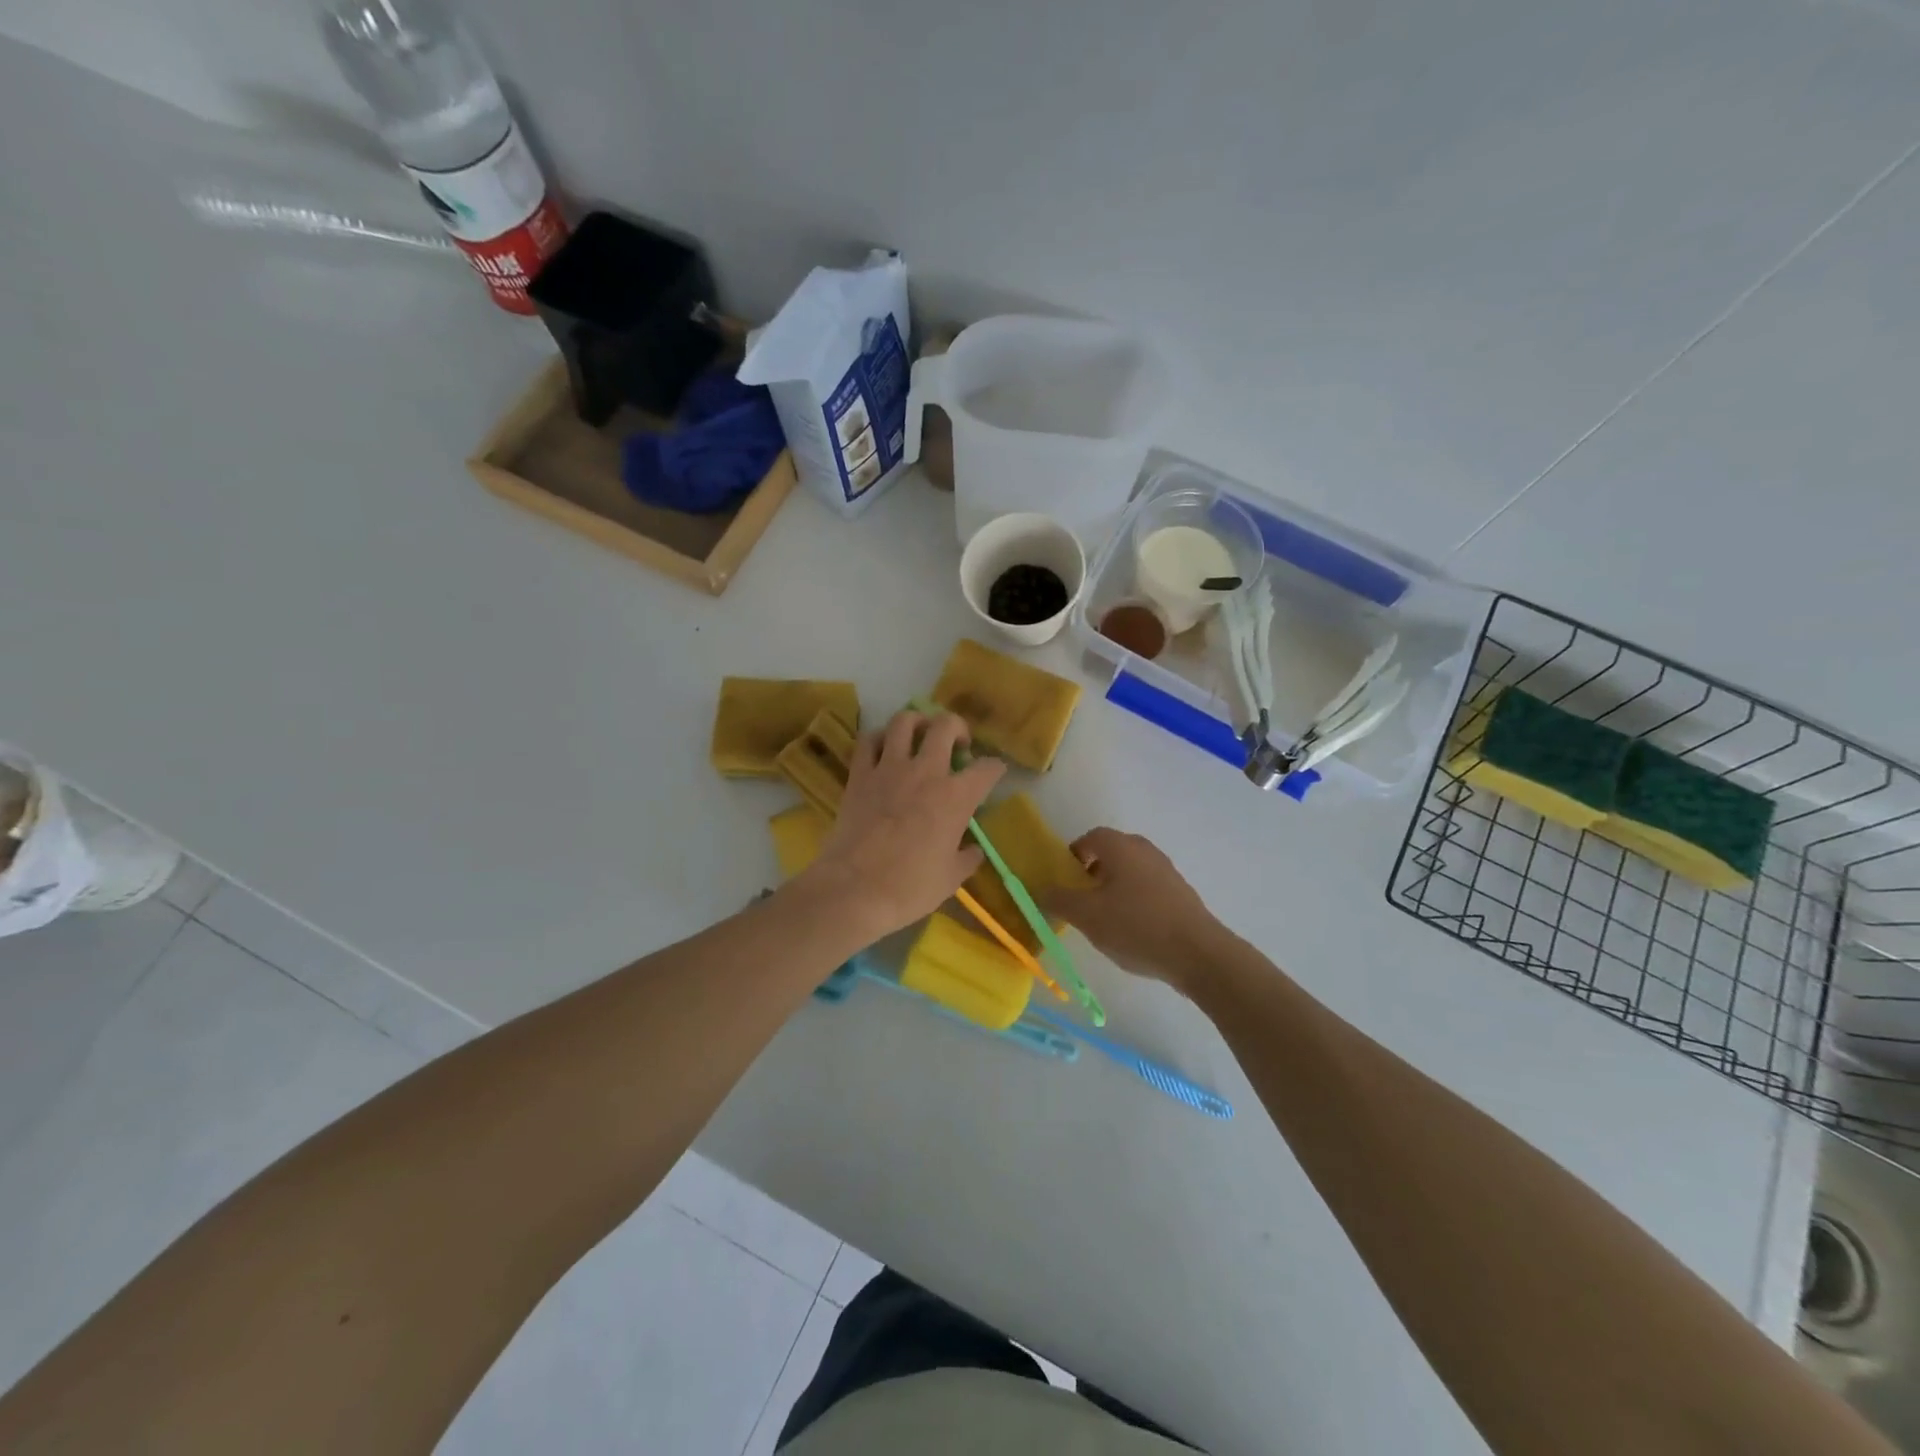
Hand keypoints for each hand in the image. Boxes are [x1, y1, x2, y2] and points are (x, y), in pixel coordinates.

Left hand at [798, 710, 1003, 941]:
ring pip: (905, 721)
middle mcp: (926, 772)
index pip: (987, 768)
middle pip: (945, 725)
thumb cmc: (909, 888)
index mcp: (956, 797)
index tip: (994, 772)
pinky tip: (884, 749)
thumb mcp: (951, 878)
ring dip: (917, 722)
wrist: (855, 890)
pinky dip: (879, 738)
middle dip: (957, 728)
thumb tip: (972, 849)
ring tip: (920, 735)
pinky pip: (869, 741)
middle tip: (957, 744)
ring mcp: (889, 769)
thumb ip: (966, 857)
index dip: (995, 767)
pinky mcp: (859, 775)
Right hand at [1039, 829, 1230, 992]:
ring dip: (1113, 888)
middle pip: (1112, 853)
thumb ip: (1059, 899)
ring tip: (1105, 919)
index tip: (1065, 880)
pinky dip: (1134, 901)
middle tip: (1082, 900)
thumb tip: (1042, 889)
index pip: (1091, 837)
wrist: (1198, 954)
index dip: (1073, 855)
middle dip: (1092, 872)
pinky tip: (1132, 930)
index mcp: (1122, 847)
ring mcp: (1167, 871)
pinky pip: (1148, 888)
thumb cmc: (1136, 926)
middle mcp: (1145, 851)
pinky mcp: (1181, 894)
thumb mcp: (1087, 916)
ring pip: (1130, 872)